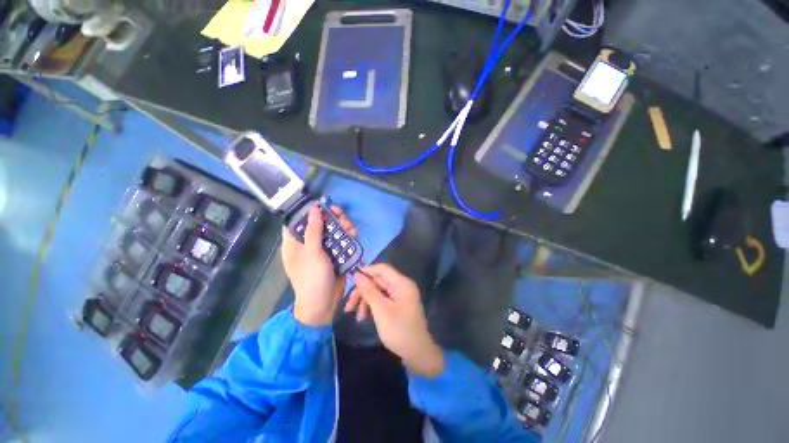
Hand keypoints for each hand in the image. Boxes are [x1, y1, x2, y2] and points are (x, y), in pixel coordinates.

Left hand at [281, 205, 356, 326]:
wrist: (323, 304)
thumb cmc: (312, 277)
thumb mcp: (312, 252)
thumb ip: (314, 230)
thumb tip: (313, 208)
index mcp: (294, 244)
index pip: (296, 221)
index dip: (307, 211)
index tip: (321, 205)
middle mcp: (308, 245)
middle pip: (319, 225)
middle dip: (331, 218)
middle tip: (341, 214)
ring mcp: (322, 250)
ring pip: (332, 232)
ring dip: (342, 227)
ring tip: (350, 226)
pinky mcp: (334, 256)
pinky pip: (340, 242)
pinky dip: (347, 237)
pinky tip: (354, 234)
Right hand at [350, 264, 444, 377]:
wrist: (417, 353)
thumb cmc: (399, 331)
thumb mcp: (381, 310)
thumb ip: (369, 291)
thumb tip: (357, 274)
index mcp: (402, 283)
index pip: (382, 269)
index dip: (367, 271)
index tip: (351, 279)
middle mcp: (401, 286)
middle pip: (378, 281)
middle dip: (363, 292)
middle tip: (348, 306)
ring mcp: (400, 295)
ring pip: (378, 291)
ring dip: (366, 301)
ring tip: (357, 317)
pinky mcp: (397, 304)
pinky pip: (382, 299)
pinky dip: (372, 306)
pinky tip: (364, 318)